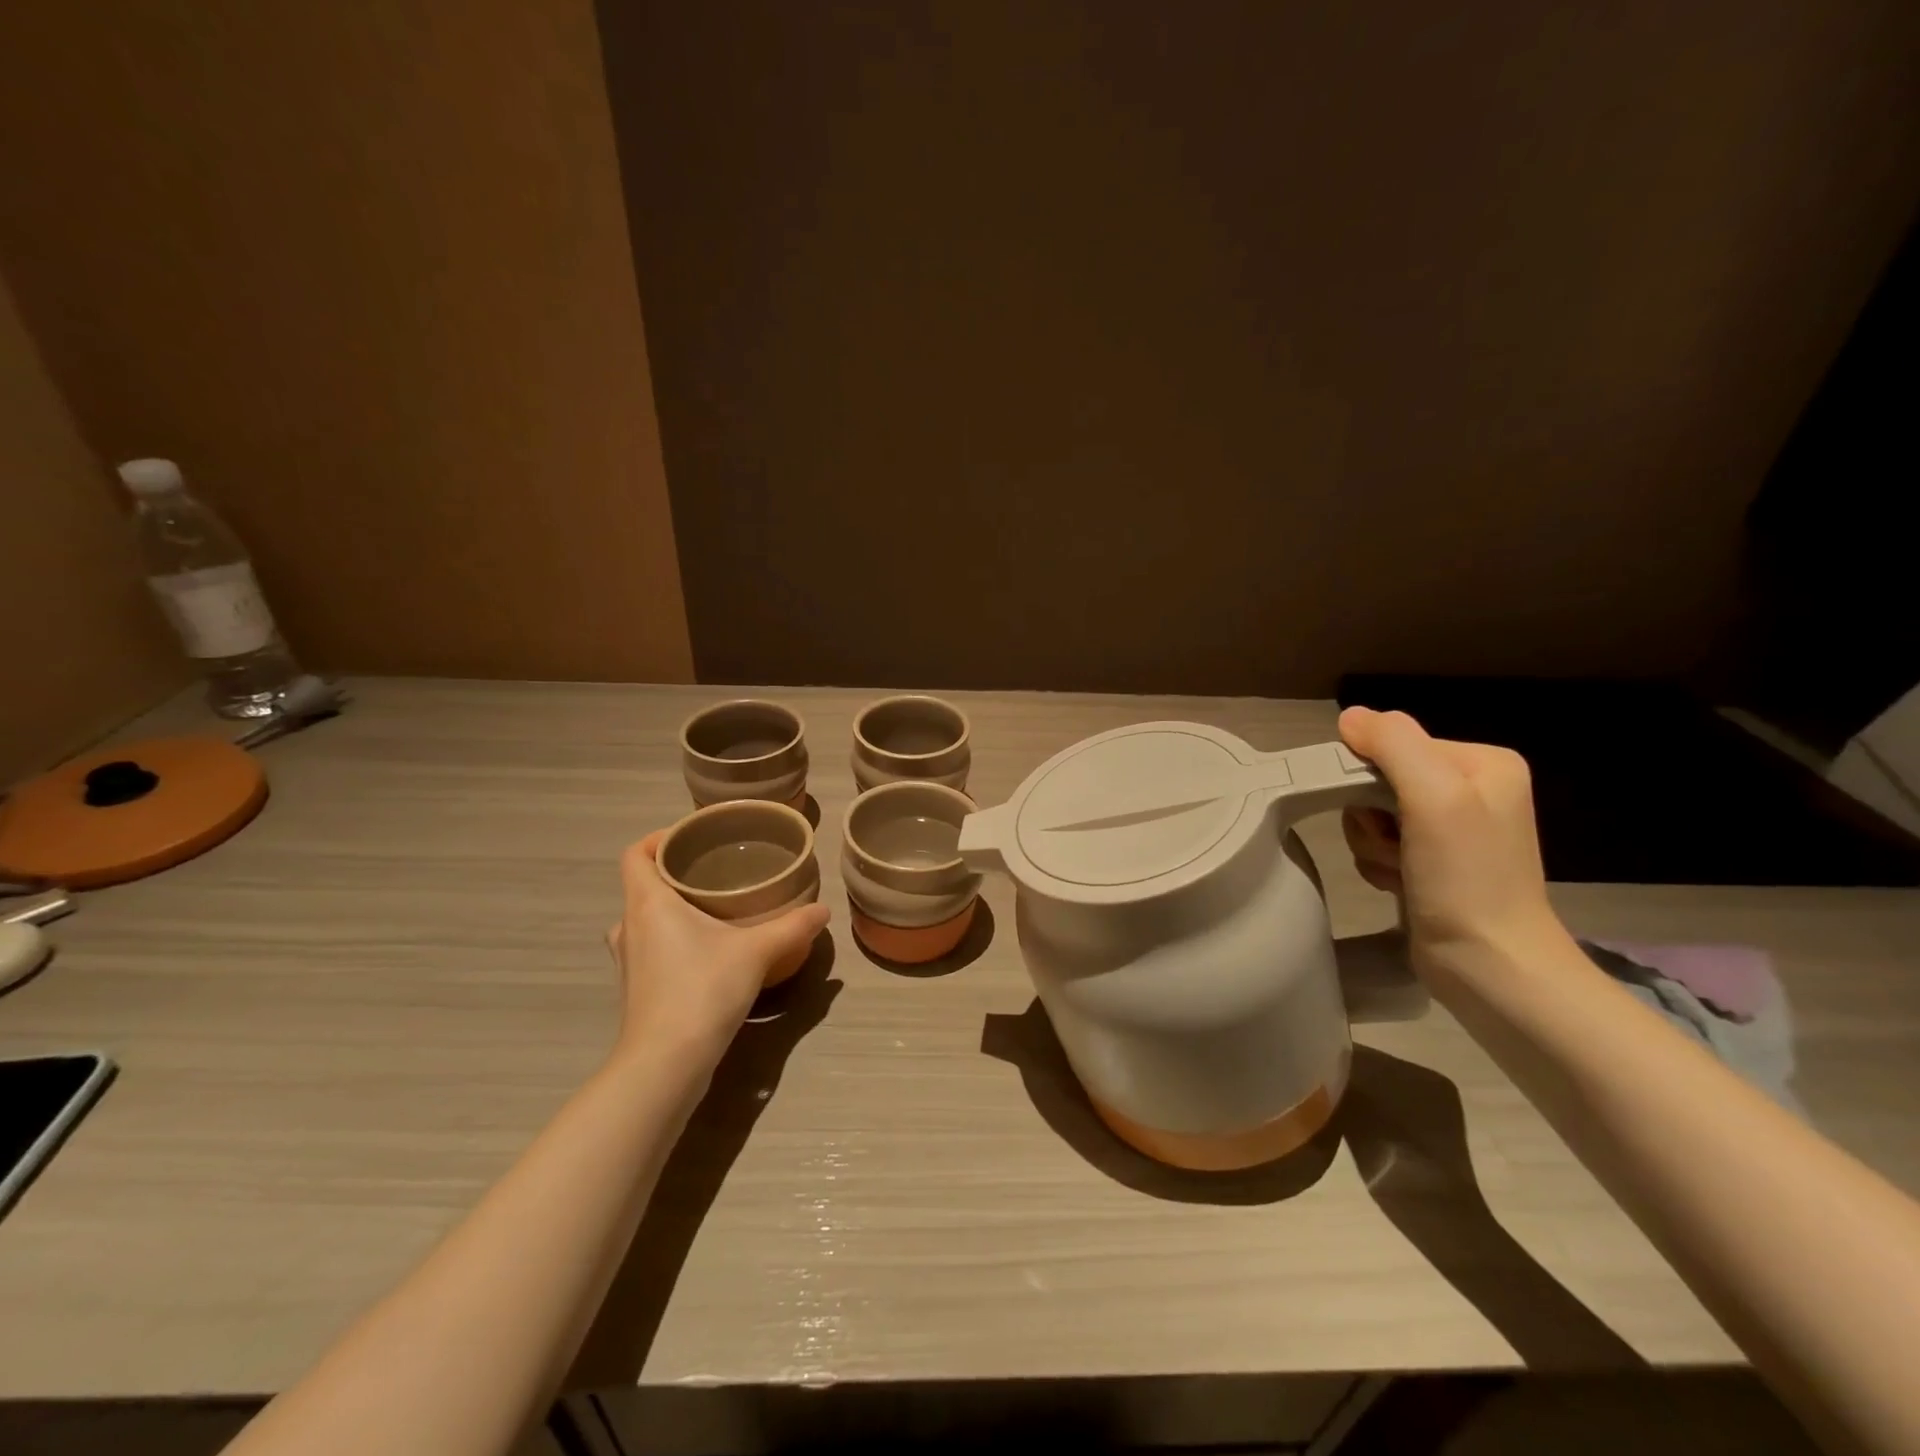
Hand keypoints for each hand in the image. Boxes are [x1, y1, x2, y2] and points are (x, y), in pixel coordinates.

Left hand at [606, 832, 829, 1073]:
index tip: (692, 837)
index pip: (635, 855)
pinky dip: (673, 940)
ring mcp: (628, 961)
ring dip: (672, 910)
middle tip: (715, 871)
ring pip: (645, 919)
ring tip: (713, 908)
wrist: (665, 1063)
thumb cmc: (702, 990)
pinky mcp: (635, 989)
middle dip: (675, 874)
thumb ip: (793, 927)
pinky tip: (707, 951)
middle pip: (642, 885)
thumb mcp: (757, 952)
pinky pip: (651, 948)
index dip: (658, 839)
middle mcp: (630, 926)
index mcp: (648, 903)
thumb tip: (823, 909)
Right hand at [1338, 706, 1564, 976]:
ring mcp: (1452, 828)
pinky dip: (1379, 864)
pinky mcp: (1433, 862)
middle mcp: (1470, 789)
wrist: (1489, 964)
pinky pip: (1380, 843)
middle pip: (1379, 779)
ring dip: (1372, 844)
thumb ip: (1394, 744)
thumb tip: (1350, 716)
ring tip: (1400, 870)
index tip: (1385, 814)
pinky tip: (1400, 884)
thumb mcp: (1434, 796)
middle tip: (1395, 846)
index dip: (1370, 776)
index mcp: (1483, 762)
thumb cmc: (1466, 877)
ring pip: (1372, 814)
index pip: (1395, 743)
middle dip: (1370, 816)